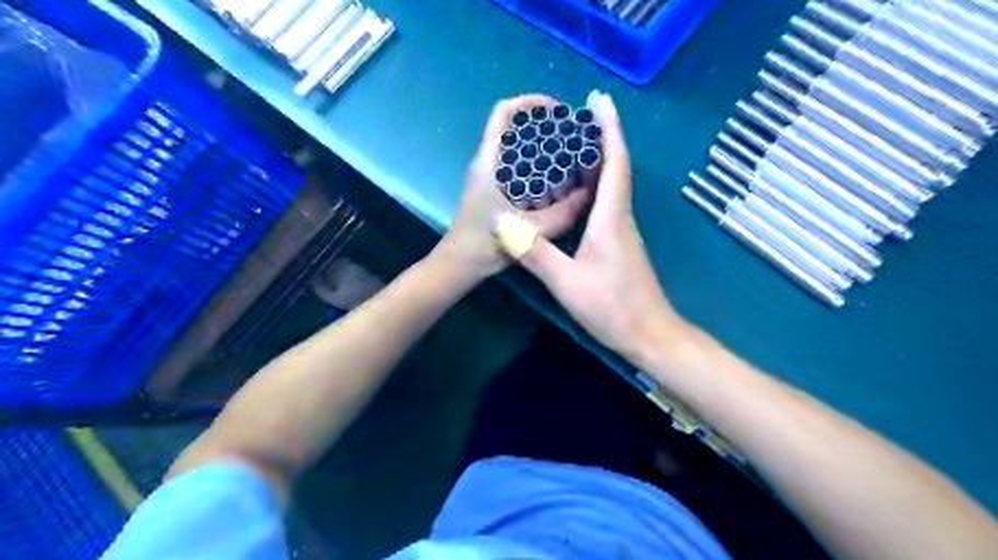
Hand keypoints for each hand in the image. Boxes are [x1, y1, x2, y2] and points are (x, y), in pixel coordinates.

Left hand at [438, 94, 591, 284]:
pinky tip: (557, 178)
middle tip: (572, 133)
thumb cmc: (485, 242)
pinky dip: (536, 163)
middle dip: (543, 123)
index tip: (558, 110)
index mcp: (489, 161)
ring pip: (516, 146)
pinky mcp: (493, 190)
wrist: (461, 263)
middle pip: (514, 126)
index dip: (530, 102)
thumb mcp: (528, 229)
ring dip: (540, 143)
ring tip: (569, 151)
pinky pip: (517, 165)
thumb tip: (590, 194)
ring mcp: (489, 176)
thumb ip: (560, 214)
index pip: (503, 113)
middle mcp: (488, 162)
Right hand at [500, 90, 686, 359]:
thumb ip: (535, 252)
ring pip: (612, 186)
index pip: (615, 162)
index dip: (609, 128)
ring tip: (570, 146)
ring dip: (597, 160)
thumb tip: (502, 223)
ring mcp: (621, 232)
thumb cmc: (612, 307)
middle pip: (615, 167)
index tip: (600, 99)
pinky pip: (607, 204)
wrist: (650, 336)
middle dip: (600, 137)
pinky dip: (594, 187)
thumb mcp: (567, 282)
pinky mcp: (619, 244)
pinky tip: (575, 191)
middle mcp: (620, 217)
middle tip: (573, 118)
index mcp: (611, 218)